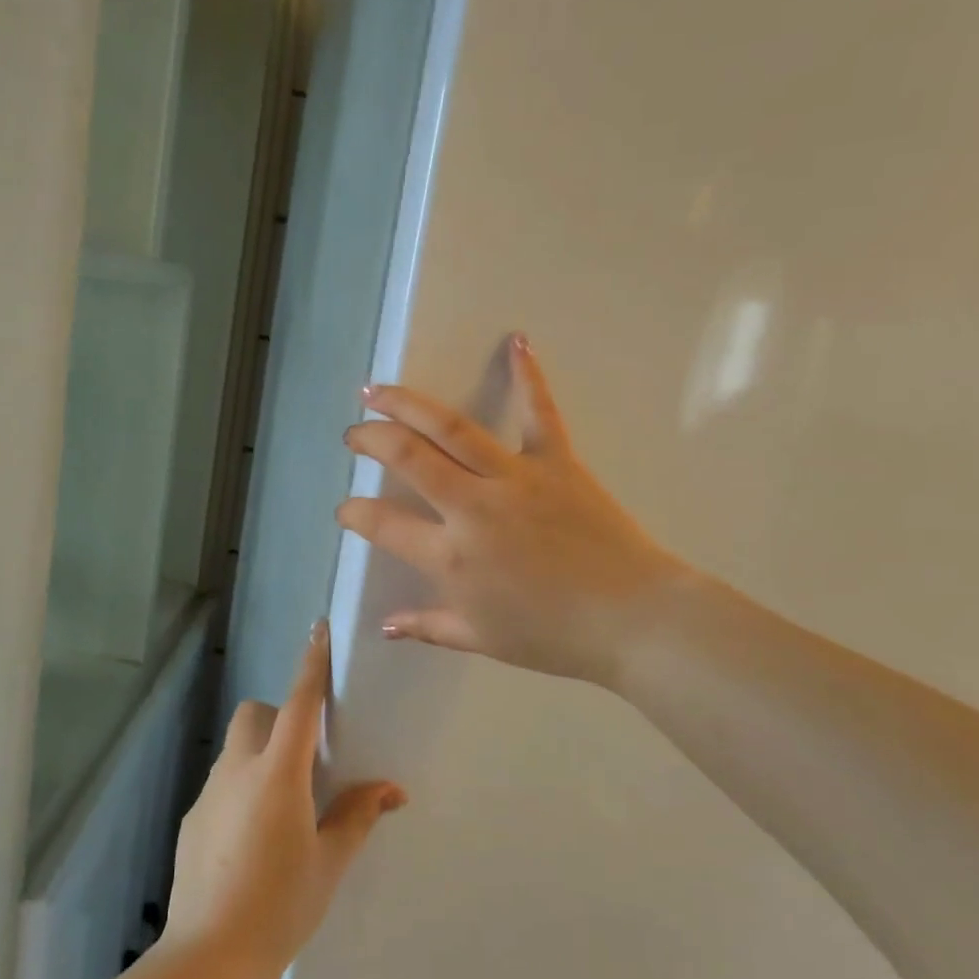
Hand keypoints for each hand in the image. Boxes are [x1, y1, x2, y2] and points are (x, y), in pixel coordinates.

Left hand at [163, 623, 405, 978]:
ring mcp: (209, 792)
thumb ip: (357, 816)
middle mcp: (239, 770)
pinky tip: (250, 841)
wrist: (208, 959)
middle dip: (280, 719)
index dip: (311, 663)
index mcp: (279, 774)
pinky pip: (221, 783)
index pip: (300, 703)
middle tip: (304, 761)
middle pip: (256, 714)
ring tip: (280, 808)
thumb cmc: (280, 907)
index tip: (319, 628)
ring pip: (236, 748)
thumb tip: (391, 789)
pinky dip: (240, 789)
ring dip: (259, 755)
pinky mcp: (192, 818)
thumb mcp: (329, 862)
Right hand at [335, 334, 682, 690]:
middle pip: (408, 456)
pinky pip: (539, 412)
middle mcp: (472, 506)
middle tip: (354, 433)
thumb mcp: (481, 638)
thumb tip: (386, 626)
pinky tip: (516, 340)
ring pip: (450, 427)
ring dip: (407, 403)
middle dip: (370, 439)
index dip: (354, 513)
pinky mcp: (556, 461)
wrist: (633, 619)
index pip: (383, 523)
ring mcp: (514, 477)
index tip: (346, 509)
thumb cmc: (553, 635)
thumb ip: (429, 626)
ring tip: (378, 390)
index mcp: (451, 556)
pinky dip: (528, 375)